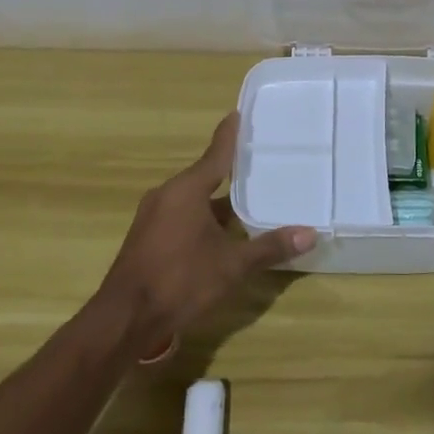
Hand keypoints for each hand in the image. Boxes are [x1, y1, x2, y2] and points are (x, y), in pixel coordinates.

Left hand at [93, 114, 314, 354]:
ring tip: (246, 199)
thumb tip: (310, 234)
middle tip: (258, 163)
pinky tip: (220, 232)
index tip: (238, 113)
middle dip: (230, 171)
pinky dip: (201, 216)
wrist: (124, 319)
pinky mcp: (146, 237)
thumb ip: (269, 247)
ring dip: (216, 200)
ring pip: (192, 198)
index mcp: (187, 189)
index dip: (230, 134)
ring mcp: (153, 216)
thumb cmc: (180, 281)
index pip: (216, 153)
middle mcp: (167, 194)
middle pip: (204, 175)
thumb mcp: (231, 265)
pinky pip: (180, 214)